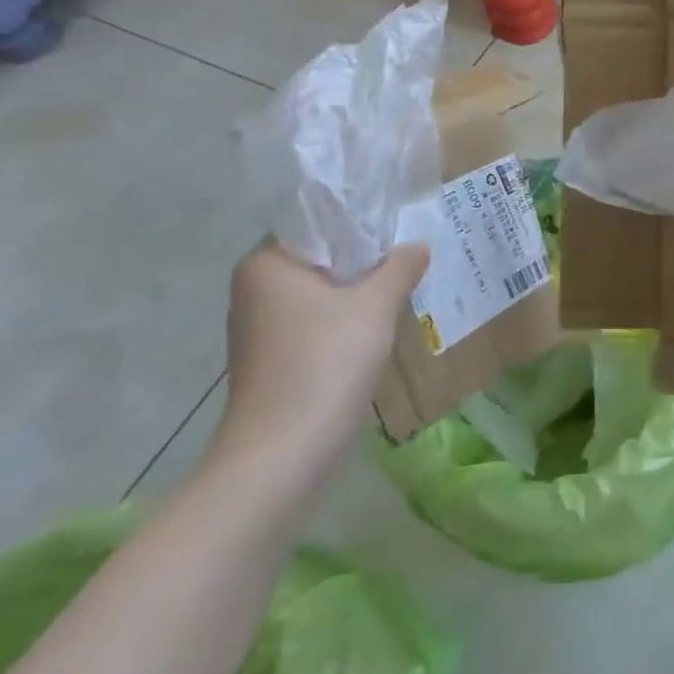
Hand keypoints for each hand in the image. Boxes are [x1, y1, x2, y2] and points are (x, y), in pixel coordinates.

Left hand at [210, 241, 429, 508]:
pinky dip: (347, 318)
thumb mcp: (375, 306)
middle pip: (321, 256)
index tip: (399, 217)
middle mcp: (255, 290)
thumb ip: (400, 267)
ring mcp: (262, 329)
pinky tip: (382, 322)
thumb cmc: (324, 364)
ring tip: (406, 280)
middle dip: (365, 255)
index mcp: (266, 264)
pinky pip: (317, 322)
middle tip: (412, 247)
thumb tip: (418, 246)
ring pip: (321, 291)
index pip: (316, 220)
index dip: (360, 216)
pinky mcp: (274, 361)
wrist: (282, 457)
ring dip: (359, 289)